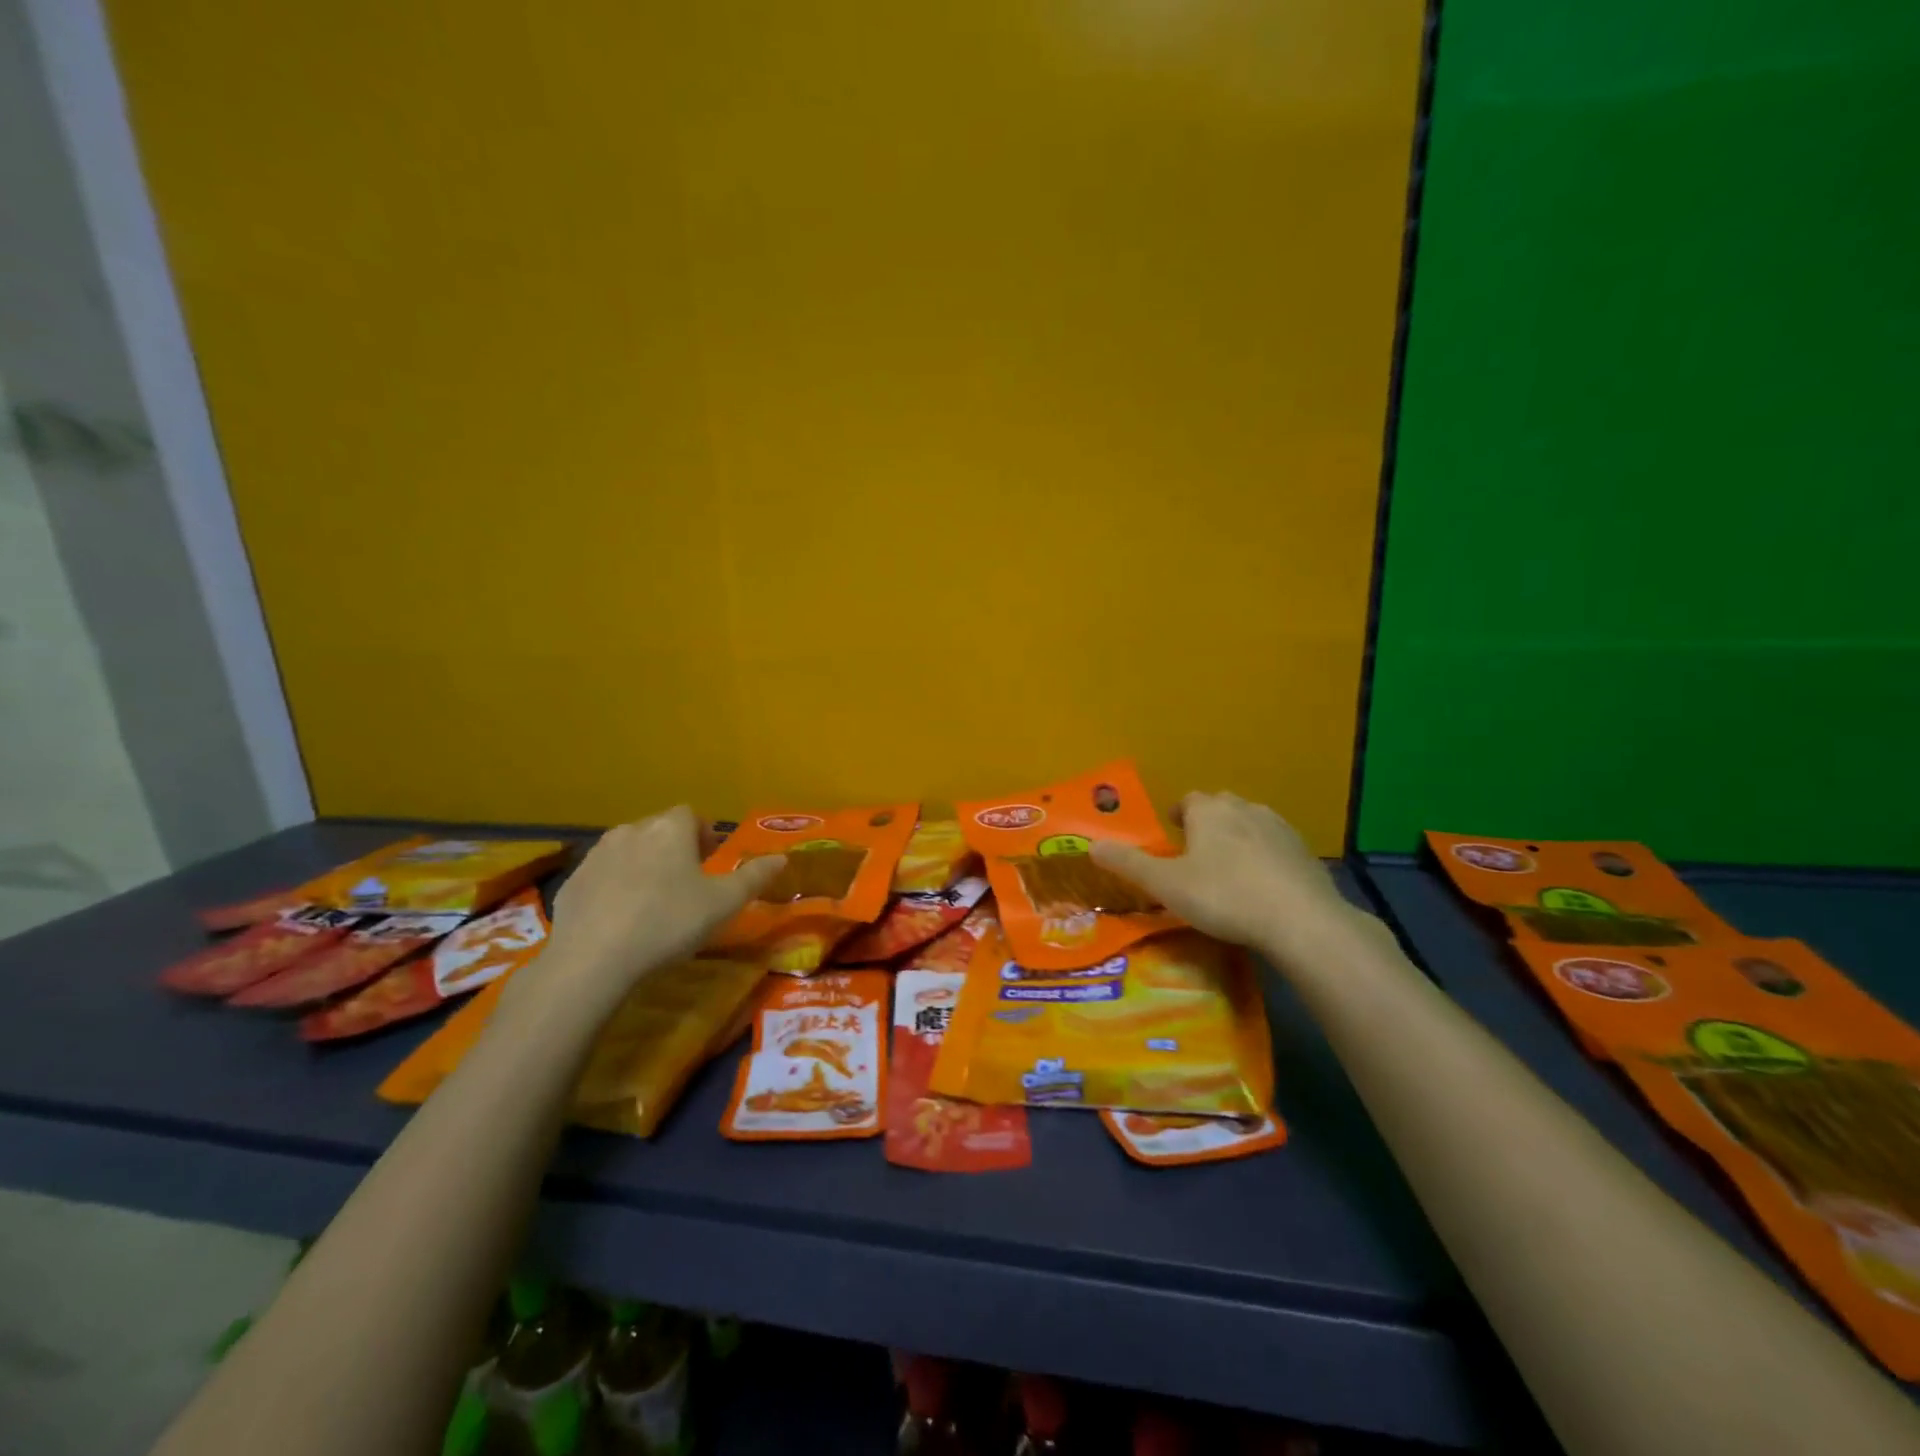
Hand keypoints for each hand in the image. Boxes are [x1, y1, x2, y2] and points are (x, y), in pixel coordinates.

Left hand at [541, 807, 784, 990]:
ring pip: (628, 851)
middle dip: (674, 850)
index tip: (710, 863)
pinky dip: (614, 889)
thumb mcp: (724, 904)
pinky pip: (602, 877)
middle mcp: (631, 830)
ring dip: (643, 867)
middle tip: (686, 886)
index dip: (704, 836)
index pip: (690, 816)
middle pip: (658, 830)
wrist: (593, 959)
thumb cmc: (669, 922)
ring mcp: (596, 855)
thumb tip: (781, 858)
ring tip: (653, 904)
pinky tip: (620, 920)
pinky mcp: (571, 882)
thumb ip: (754, 877)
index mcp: (669, 829)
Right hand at [1090, 792, 1359, 960]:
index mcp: (1208, 811)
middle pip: (1220, 807)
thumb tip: (1092, 845)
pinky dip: (1264, 857)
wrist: (1300, 919)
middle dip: (1207, 822)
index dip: (1177, 814)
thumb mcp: (1166, 884)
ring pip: (1250, 823)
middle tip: (1195, 851)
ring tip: (1227, 867)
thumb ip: (1128, 864)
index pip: (1188, 800)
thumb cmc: (1223, 896)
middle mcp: (1244, 809)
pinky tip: (1262, 884)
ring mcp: (1279, 828)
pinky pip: (1275, 846)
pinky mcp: (1304, 852)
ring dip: (1237, 837)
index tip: (1172, 832)